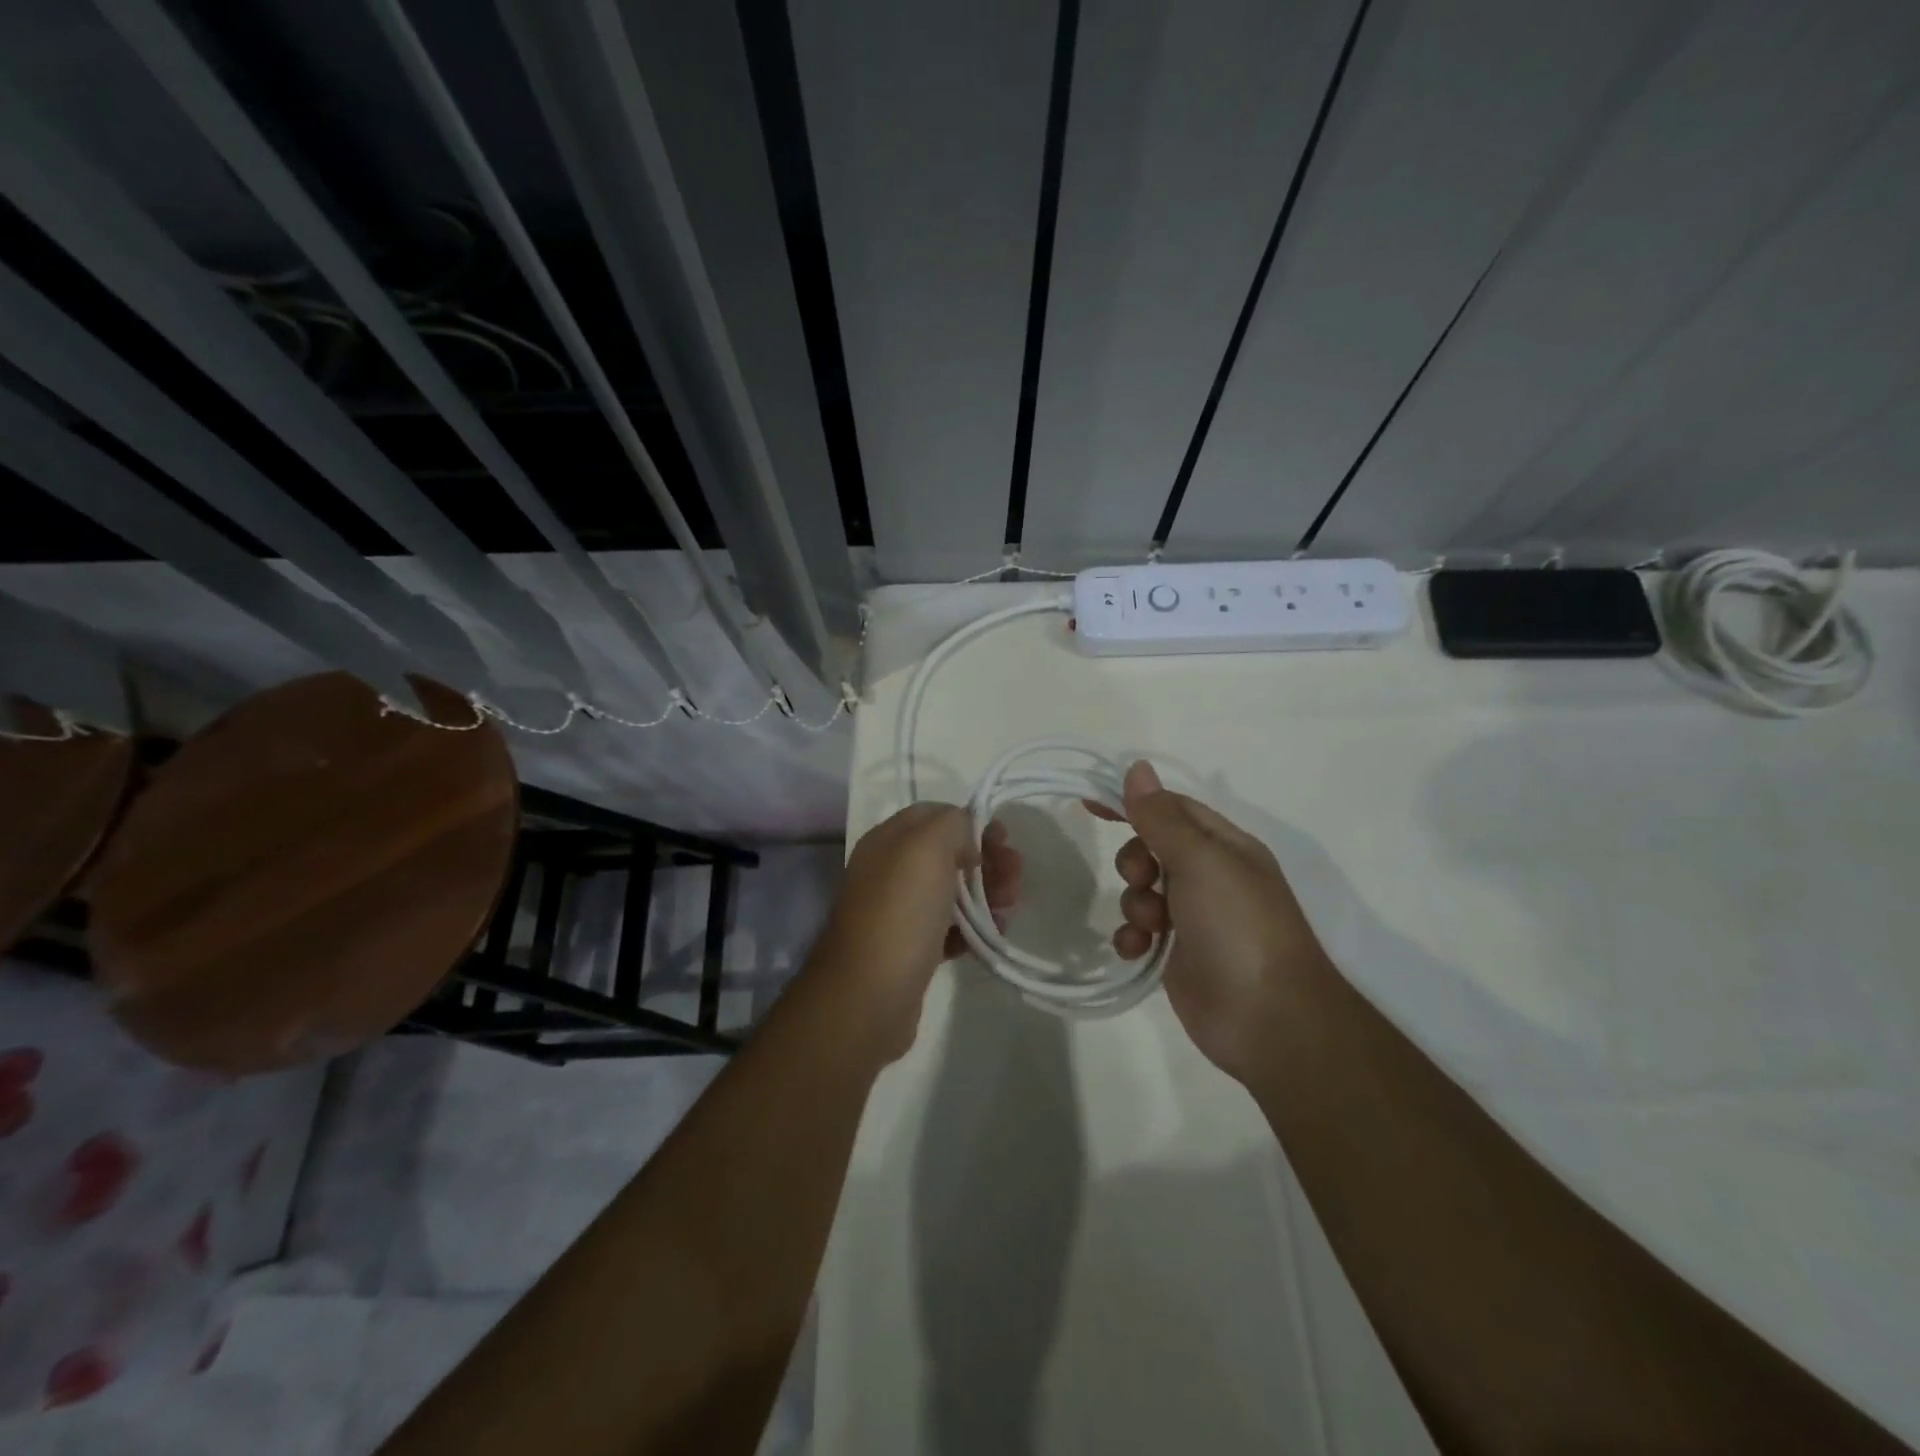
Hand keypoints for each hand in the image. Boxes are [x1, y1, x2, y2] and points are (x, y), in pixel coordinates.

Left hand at [812, 803, 1021, 1057]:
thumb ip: (952, 824)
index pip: (936, 816)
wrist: (870, 994)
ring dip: (987, 894)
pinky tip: (993, 934)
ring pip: (953, 892)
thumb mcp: (928, 846)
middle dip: (987, 861)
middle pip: (949, 854)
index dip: (971, 822)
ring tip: (1009, 908)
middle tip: (1014, 878)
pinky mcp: (912, 950)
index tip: (1002, 839)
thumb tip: (966, 839)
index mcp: (888, 840)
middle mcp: (890, 871)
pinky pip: (951, 929)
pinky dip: (975, 928)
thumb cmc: (901, 910)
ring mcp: (900, 912)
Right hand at [1096, 761, 1329, 1082]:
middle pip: (1153, 848)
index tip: (1091, 804)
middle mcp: (1212, 876)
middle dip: (1136, 861)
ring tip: (1150, 925)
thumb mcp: (1200, 860)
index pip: (1172, 808)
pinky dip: (1134, 937)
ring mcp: (1195, 918)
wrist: (1269, 1019)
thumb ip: (1162, 816)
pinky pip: (1142, 932)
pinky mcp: (1179, 955)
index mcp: (1225, 846)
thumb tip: (1138, 767)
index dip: (1134, 802)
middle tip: (1142, 878)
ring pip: (1144, 891)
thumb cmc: (1238, 926)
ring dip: (1135, 903)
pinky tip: (1137, 950)